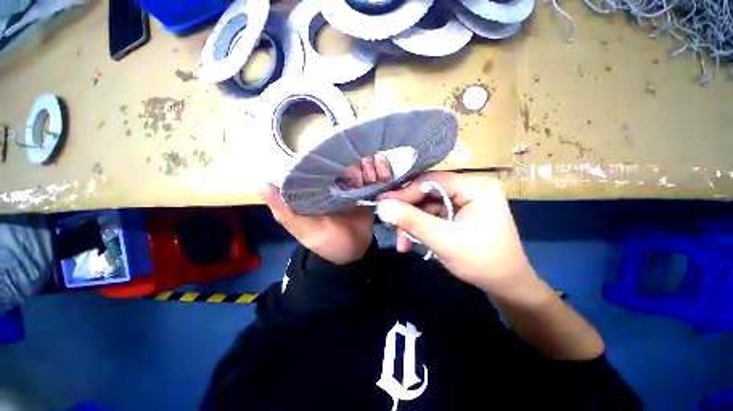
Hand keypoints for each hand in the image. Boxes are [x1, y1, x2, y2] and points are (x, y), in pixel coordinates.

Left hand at [259, 154, 391, 265]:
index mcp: (320, 185)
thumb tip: (261, 184)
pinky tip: (385, 177)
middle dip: (360, 161)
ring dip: (373, 164)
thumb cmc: (326, 242)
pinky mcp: (371, 191)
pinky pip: (379, 174)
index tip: (345, 162)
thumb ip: (285, 209)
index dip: (336, 155)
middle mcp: (338, 181)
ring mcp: (356, 185)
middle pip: (350, 157)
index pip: (326, 159)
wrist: (353, 254)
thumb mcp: (303, 228)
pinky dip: (384, 170)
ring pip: (366, 162)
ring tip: (376, 178)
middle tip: (365, 177)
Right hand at [377, 172, 538, 298]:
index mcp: (475, 186)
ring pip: (426, 206)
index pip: (431, 181)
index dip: (405, 192)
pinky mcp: (458, 213)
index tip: (382, 204)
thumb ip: (412, 221)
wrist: (505, 286)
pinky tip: (410, 242)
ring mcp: (463, 200)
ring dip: (412, 224)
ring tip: (402, 243)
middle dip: (408, 213)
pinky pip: (432, 215)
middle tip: (390, 226)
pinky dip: (419, 228)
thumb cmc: (482, 262)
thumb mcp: (444, 240)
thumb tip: (381, 206)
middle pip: (427, 193)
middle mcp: (470, 187)